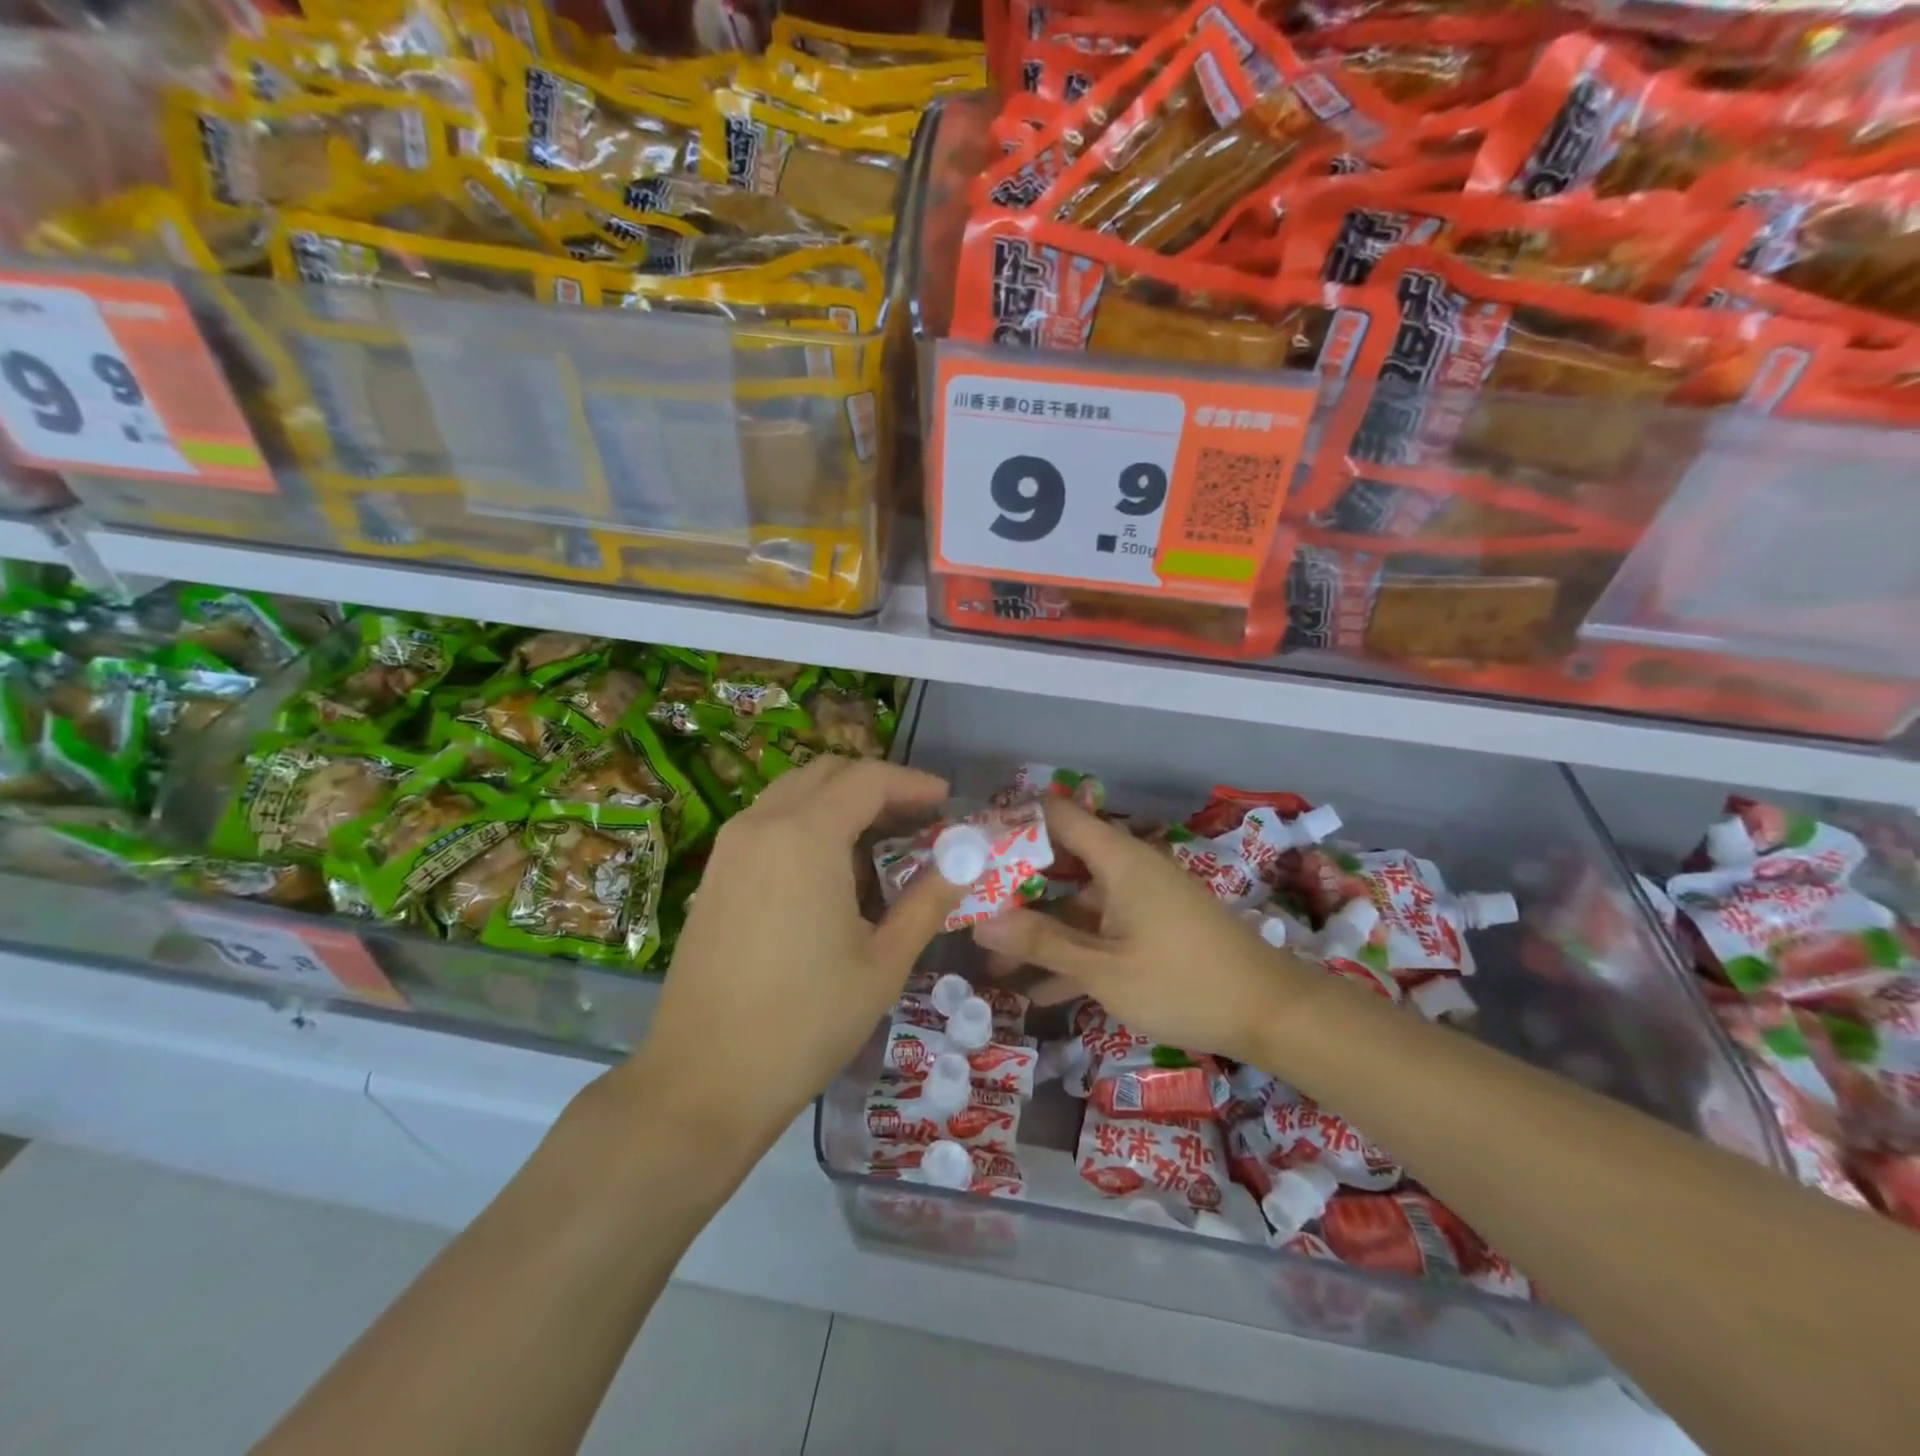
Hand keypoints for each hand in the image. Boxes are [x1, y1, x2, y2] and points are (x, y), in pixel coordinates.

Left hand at [626, 756, 962, 1157]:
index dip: (912, 782)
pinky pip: (767, 822)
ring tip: (878, 843)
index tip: (946, 800)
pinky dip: (806, 823)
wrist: (704, 1081)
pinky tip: (829, 871)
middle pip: (826, 773)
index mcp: (805, 836)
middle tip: (915, 819)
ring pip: (792, 793)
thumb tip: (966, 860)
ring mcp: (729, 847)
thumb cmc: (806, 1021)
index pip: (867, 779)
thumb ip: (928, 900)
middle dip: (875, 785)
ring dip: (838, 802)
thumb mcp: (884, 962)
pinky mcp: (714, 874)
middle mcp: (761, 824)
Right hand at [972, 798, 1324, 1066]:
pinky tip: (1036, 992)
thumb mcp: (1103, 968)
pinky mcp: (1152, 930)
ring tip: (991, 965)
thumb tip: (980, 924)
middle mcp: (1127, 869)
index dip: (1012, 825)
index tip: (970, 849)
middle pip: (1060, 863)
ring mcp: (1141, 901)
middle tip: (969, 910)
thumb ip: (1040, 943)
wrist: (1271, 1013)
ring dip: (1038, 932)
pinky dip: (1072, 953)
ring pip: (1076, 905)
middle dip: (1014, 890)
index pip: (1056, 817)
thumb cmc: (1182, 982)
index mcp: (1118, 859)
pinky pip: (1101, 931)